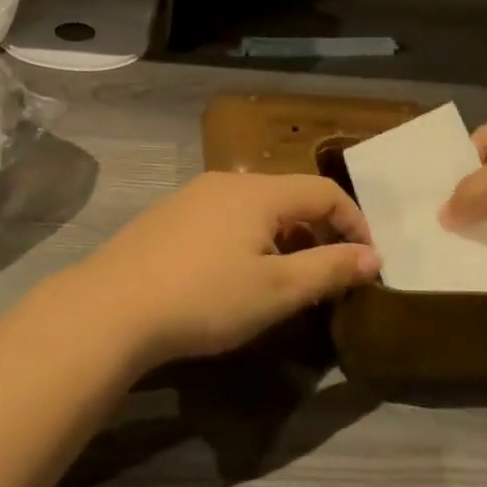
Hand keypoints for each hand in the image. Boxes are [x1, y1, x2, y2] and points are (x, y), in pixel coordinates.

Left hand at [63, 172, 378, 370]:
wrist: (113, 306)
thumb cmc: (205, 297)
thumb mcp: (277, 291)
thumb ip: (329, 269)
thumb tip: (373, 256)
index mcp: (259, 192)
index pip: (324, 191)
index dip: (354, 223)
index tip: (366, 264)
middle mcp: (228, 181)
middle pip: (289, 196)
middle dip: (317, 231)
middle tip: (326, 276)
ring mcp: (193, 194)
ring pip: (255, 207)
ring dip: (282, 237)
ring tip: (282, 279)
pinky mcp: (169, 214)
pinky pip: (224, 216)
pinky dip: (247, 237)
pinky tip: (232, 274)